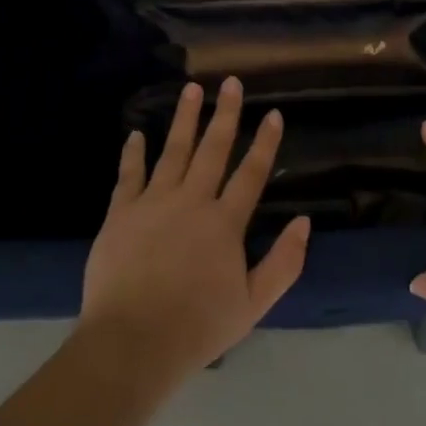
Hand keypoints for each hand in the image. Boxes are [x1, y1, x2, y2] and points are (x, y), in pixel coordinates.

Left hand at [78, 77, 309, 385]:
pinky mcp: (121, 213)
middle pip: (213, 149)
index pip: (251, 174)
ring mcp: (153, 203)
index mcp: (225, 223)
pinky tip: (136, 134)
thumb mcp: (254, 305)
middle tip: (231, 82)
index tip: (274, 114)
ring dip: (184, 119)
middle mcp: (192, 201)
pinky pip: (129, 175)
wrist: (132, 343)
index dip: (265, 143)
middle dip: (225, 114)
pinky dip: (133, 153)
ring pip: (173, 151)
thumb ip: (283, 262)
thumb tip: (304, 222)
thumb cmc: (198, 327)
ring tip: (191, 89)